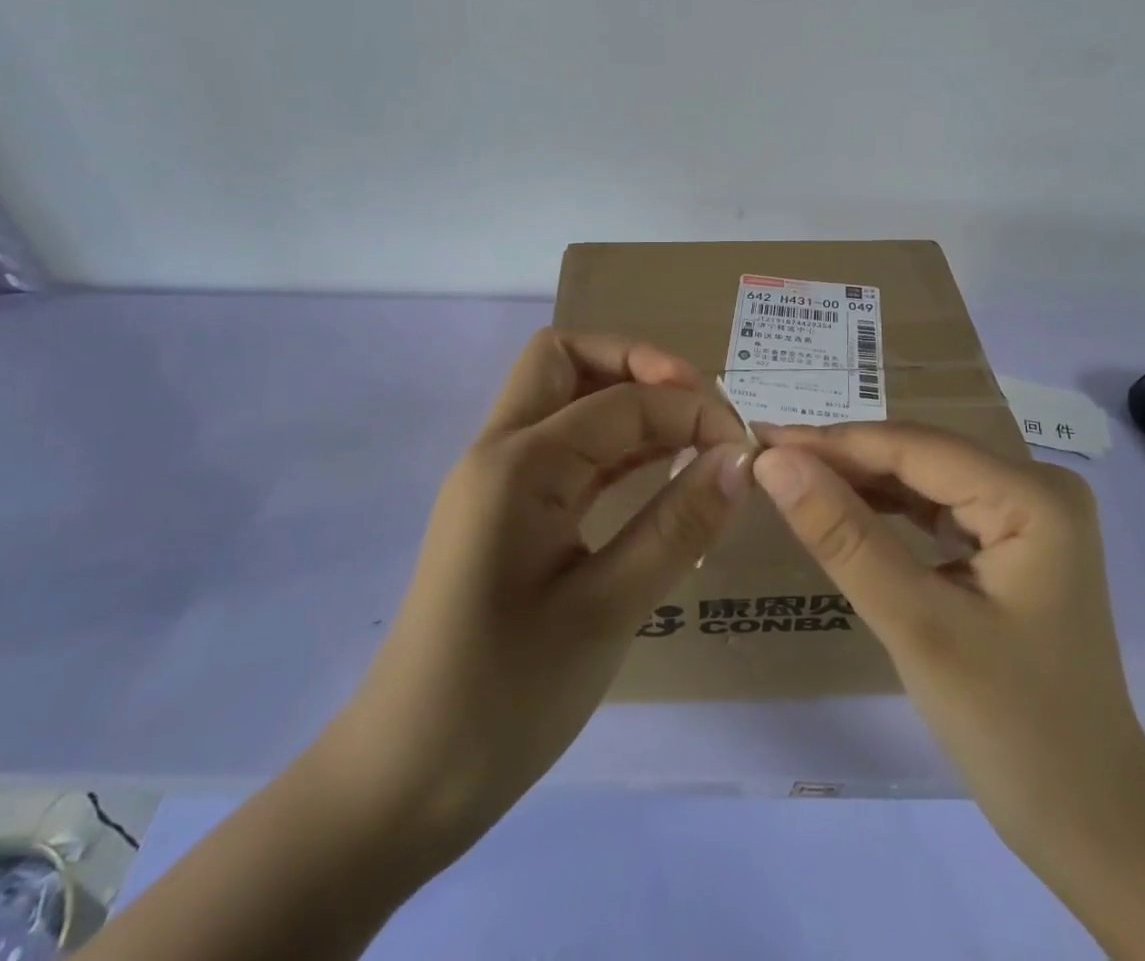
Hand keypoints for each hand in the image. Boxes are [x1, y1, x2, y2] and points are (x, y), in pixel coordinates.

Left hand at [327, 329, 750, 859]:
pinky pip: (565, 449)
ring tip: (691, 435)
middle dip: (637, 364)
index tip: (743, 448)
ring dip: (626, 399)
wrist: (402, 784)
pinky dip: (613, 443)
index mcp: (519, 463)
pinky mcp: (507, 513)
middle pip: (567, 360)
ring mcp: (499, 481)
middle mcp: (500, 451)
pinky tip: (657, 471)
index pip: (621, 400)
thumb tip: (741, 459)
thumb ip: (677, 525)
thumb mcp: (605, 611)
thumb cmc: (504, 698)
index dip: (689, 410)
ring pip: (563, 398)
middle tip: (697, 407)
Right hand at [754, 424, 1144, 960]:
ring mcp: (1028, 514)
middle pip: (920, 457)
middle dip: (842, 460)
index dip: (830, 442)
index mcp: (1032, 495)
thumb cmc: (1012, 728)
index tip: (759, 439)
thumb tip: (774, 462)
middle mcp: (1036, 487)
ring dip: (859, 482)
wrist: (1092, 824)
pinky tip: (843, 510)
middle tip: (765, 460)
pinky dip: (887, 511)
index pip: (912, 447)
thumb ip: (843, 536)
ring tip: (791, 479)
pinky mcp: (1012, 541)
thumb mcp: (917, 625)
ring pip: (924, 479)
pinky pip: (937, 509)